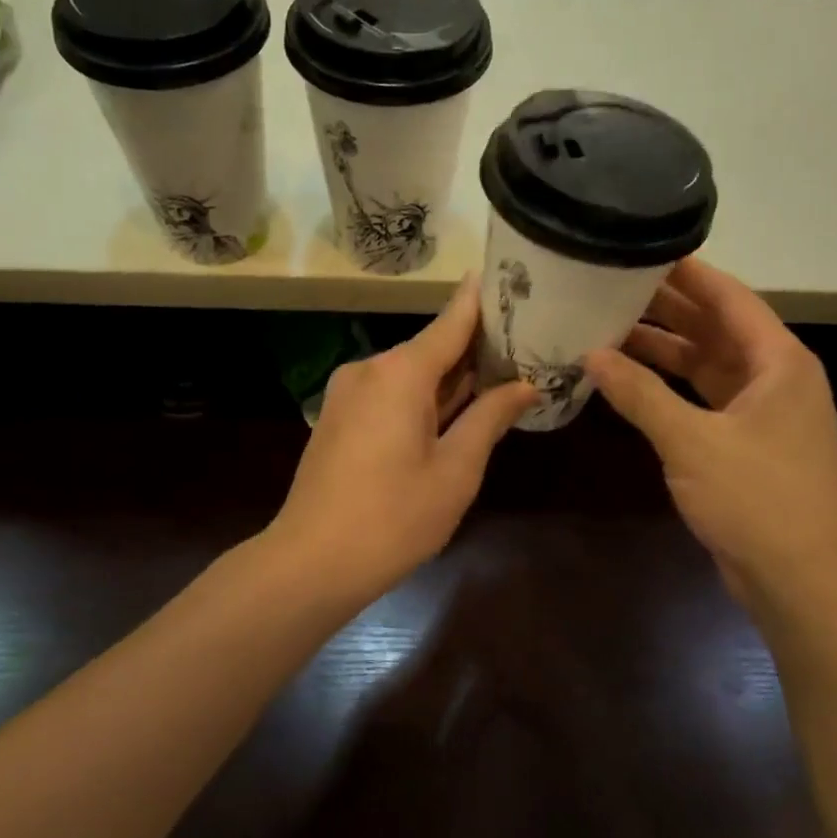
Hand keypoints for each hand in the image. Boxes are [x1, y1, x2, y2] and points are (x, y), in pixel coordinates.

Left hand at [269, 277, 537, 604]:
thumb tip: (524, 385)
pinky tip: (452, 412)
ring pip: (411, 374)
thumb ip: (490, 418)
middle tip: (525, 344)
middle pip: (432, 347)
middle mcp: (370, 369)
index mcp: (401, 372)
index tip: (511, 275)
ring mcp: (348, 393)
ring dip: (450, 378)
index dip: (483, 300)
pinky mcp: (339, 418)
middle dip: (475, 348)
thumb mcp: (456, 470)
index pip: (452, 320)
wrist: (311, 561)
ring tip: (500, 377)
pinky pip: (389, 394)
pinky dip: (422, 398)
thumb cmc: (394, 518)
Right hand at [584, 259, 836, 609]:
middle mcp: (775, 378)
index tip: (643, 248)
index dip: (688, 273)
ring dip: (665, 349)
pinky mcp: (746, 444)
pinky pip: (703, 399)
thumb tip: (592, 355)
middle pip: (717, 328)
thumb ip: (640, 395)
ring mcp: (762, 413)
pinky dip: (670, 388)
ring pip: (707, 365)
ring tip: (610, 327)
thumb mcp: (692, 442)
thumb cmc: (758, 500)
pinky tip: (630, 382)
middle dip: (668, 308)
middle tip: (613, 285)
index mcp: (779, 362)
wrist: (801, 581)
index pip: (730, 298)